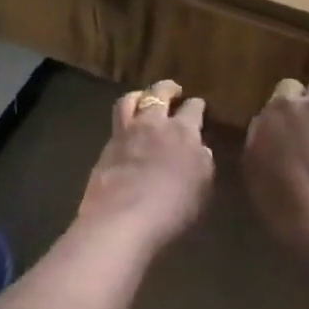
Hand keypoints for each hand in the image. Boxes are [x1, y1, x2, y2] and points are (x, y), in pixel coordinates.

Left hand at [79, 80, 214, 249]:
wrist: (122, 221)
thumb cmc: (172, 209)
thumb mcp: (202, 188)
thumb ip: (202, 163)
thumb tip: (201, 149)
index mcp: (183, 131)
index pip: (193, 108)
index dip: (197, 105)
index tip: (199, 107)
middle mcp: (153, 123)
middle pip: (159, 92)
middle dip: (168, 88)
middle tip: (173, 91)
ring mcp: (126, 133)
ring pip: (130, 100)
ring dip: (139, 95)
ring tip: (143, 99)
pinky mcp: (106, 148)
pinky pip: (116, 124)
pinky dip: (124, 121)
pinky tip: (127, 131)